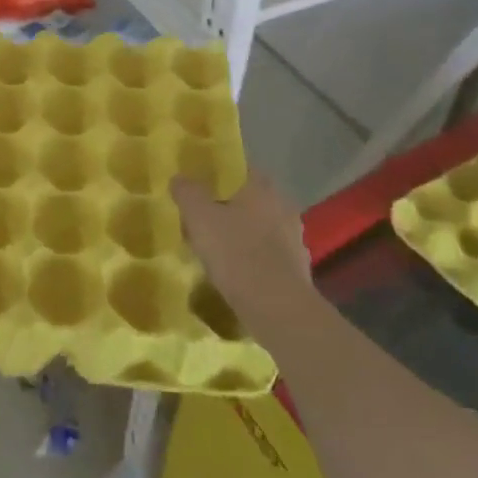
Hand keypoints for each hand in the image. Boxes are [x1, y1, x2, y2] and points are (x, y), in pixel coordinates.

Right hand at [172, 172, 315, 345]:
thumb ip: (188, 192)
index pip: (240, 168)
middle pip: (250, 199)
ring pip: (259, 227)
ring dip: (241, 234)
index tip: (200, 184)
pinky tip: (234, 272)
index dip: (219, 173)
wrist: (278, 309)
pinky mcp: (297, 269)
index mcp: (263, 187)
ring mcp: (294, 239)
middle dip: (228, 206)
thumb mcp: (199, 217)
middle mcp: (283, 206)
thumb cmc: (236, 252)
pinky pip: (267, 255)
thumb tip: (179, 178)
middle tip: (202, 217)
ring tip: (214, 248)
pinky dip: (252, 258)